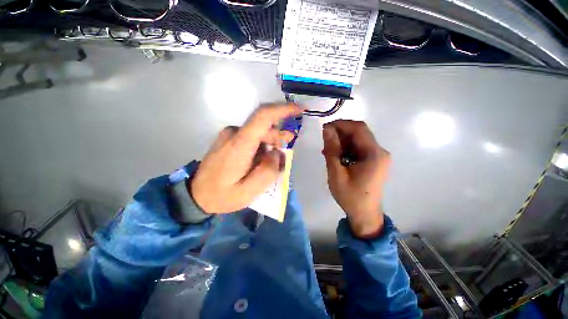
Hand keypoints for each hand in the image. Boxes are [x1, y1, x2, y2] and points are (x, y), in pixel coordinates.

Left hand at [191, 104, 300, 213]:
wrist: (196, 195)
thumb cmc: (222, 195)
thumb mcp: (249, 192)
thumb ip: (268, 171)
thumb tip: (276, 152)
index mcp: (239, 144)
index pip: (262, 117)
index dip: (283, 110)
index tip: (299, 110)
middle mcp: (234, 133)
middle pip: (264, 127)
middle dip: (278, 139)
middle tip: (284, 157)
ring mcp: (230, 134)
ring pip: (259, 132)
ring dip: (270, 144)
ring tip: (272, 163)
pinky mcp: (229, 138)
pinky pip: (252, 136)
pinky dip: (262, 145)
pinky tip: (261, 160)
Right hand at [322, 120, 390, 238]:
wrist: (364, 214)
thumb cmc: (350, 196)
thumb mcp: (336, 173)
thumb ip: (332, 150)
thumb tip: (327, 129)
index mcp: (374, 154)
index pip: (358, 129)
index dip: (341, 124)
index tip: (325, 128)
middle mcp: (380, 152)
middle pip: (359, 133)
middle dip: (340, 133)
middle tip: (324, 140)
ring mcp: (378, 156)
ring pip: (358, 140)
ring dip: (342, 142)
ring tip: (327, 151)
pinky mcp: (374, 161)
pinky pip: (359, 149)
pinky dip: (346, 149)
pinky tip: (335, 156)